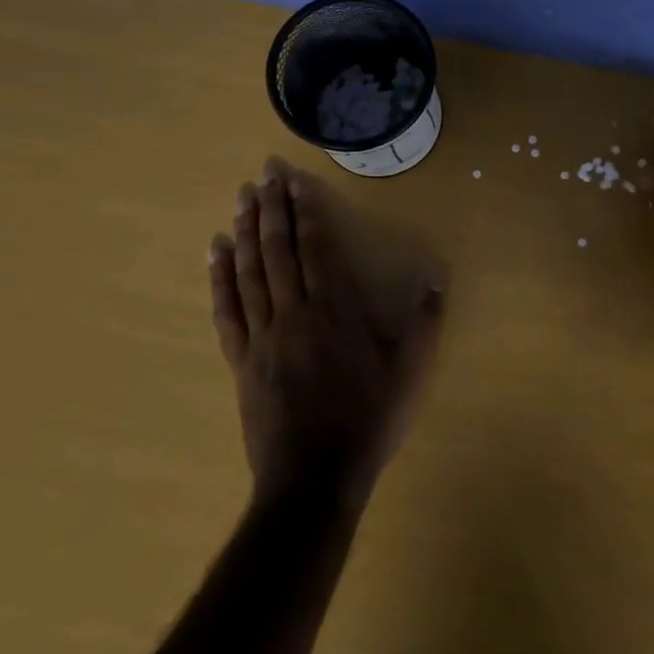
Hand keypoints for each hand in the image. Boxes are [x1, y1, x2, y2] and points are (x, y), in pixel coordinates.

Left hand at [209, 160, 444, 505]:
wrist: (313, 479)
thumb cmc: (367, 422)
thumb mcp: (409, 374)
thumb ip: (424, 322)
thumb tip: (436, 276)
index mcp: (335, 311)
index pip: (316, 248)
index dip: (305, 211)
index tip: (294, 182)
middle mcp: (294, 313)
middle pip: (278, 251)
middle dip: (271, 209)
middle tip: (262, 174)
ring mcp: (262, 336)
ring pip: (250, 273)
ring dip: (245, 232)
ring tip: (241, 199)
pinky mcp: (241, 360)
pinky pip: (227, 311)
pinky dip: (219, 279)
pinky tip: (216, 253)